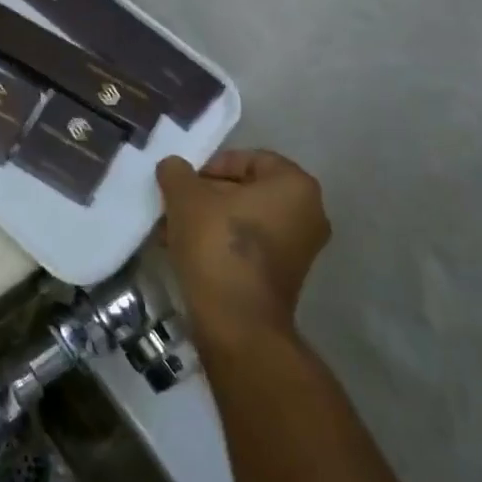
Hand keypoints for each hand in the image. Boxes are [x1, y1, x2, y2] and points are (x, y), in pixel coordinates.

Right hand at [156, 149, 330, 346]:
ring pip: (245, 220)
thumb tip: (173, 167)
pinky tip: (187, 252)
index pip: (248, 159)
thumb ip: (177, 172)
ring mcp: (301, 248)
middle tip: (174, 206)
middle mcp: (309, 213)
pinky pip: (250, 247)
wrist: (237, 322)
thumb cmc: (218, 244)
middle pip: (247, 190)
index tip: (184, 184)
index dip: (211, 166)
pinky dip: (221, 243)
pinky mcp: (286, 277)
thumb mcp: (186, 197)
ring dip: (208, 220)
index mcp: (295, 185)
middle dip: (206, 196)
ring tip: (173, 231)